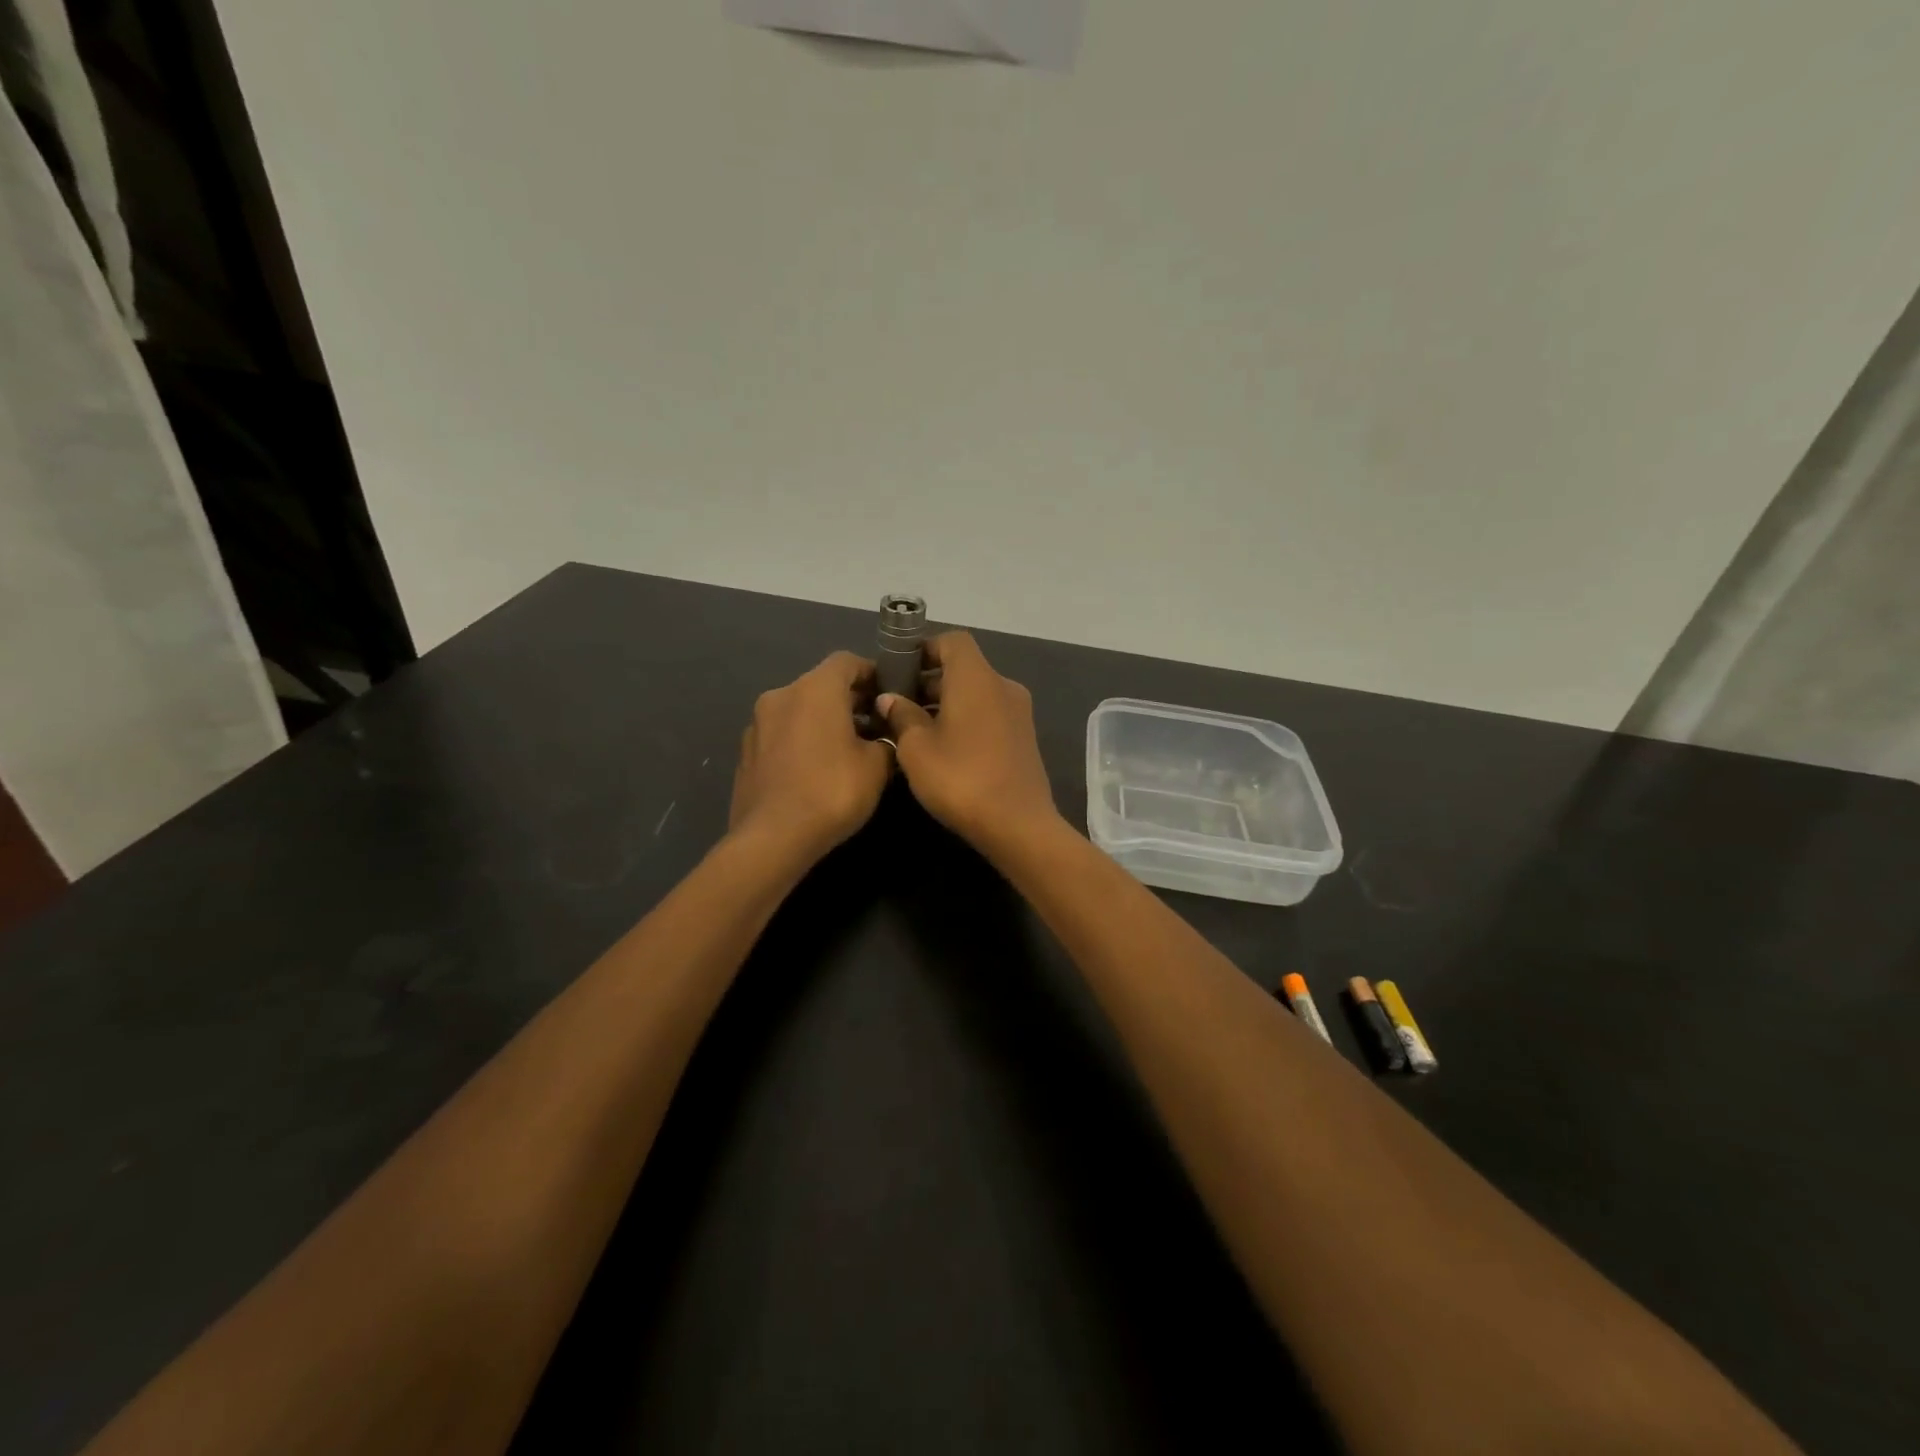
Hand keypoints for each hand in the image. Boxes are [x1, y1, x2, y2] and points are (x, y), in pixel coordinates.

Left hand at [730, 652, 892, 861]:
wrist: (772, 838)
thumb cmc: (832, 791)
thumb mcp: (877, 766)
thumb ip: (886, 740)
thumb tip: (884, 735)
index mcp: (815, 688)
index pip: (847, 661)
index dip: (872, 673)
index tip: (890, 695)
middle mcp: (782, 695)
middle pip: (822, 684)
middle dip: (850, 700)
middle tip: (875, 726)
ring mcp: (758, 723)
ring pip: (799, 710)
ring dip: (823, 721)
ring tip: (846, 751)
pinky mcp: (746, 752)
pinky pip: (782, 734)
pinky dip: (801, 740)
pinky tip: (816, 770)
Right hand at [877, 632, 1060, 852]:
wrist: (1018, 825)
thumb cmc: (960, 779)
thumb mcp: (916, 748)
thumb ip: (901, 716)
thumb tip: (891, 699)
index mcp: (976, 678)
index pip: (952, 641)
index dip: (924, 648)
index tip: (899, 670)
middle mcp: (1002, 686)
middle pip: (964, 667)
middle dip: (930, 681)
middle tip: (899, 704)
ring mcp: (1018, 713)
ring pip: (977, 693)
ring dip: (947, 703)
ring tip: (915, 729)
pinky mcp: (1024, 738)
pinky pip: (989, 714)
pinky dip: (966, 719)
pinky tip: (945, 748)